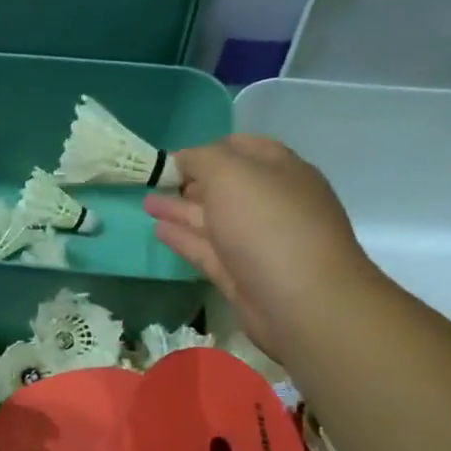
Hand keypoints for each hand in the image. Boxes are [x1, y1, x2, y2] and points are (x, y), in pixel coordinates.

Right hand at [145, 134, 378, 362]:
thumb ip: (201, 159)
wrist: (302, 302)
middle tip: (157, 181)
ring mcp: (257, 241)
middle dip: (193, 181)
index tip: (174, 156)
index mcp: (281, 171)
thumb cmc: (268, 224)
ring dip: (181, 209)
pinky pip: (207, 249)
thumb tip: (184, 160)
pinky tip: (158, 230)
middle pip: (227, 186)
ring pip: (213, 218)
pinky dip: (183, 238)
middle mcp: (272, 203)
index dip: (208, 148)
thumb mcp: (231, 174)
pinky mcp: (242, 274)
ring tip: (147, 203)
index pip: (243, 148)